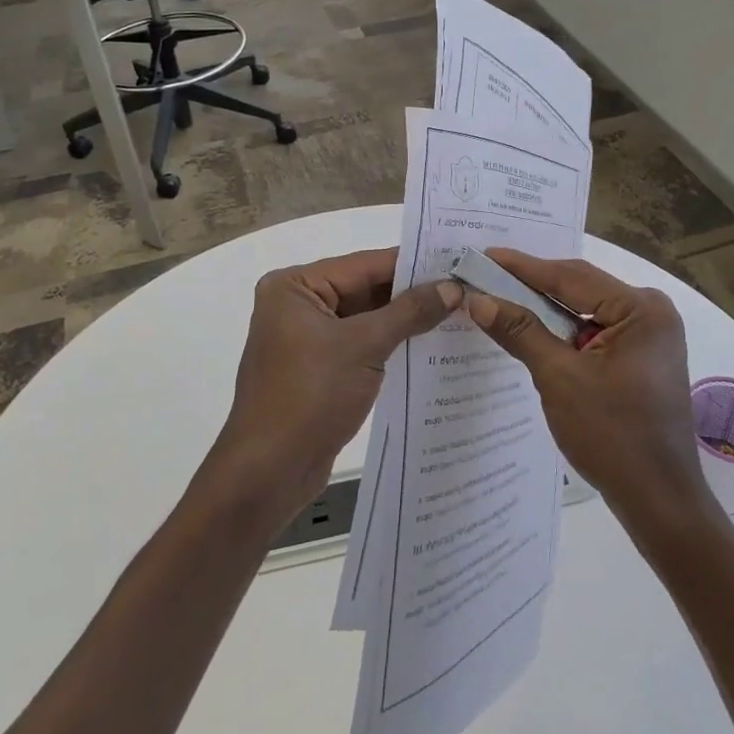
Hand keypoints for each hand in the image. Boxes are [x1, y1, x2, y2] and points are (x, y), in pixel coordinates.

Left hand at [215, 247, 460, 527]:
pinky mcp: (317, 369)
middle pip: (364, 289)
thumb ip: (410, 312)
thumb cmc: (310, 396)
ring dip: (405, 320)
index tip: (457, 261)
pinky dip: (390, 344)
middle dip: (411, 293)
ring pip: (365, 318)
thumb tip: (453, 287)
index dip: (412, 264)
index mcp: (295, 286)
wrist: (269, 473)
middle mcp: (296, 304)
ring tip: (458, 313)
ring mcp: (306, 338)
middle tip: (464, 288)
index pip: (363, 264)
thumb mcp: (364, 346)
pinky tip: (430, 345)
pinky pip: (360, 344)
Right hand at [464, 250, 715, 534]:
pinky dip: (562, 332)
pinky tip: (530, 330)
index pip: (571, 277)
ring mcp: (648, 335)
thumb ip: (520, 331)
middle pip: (579, 288)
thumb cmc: (612, 436)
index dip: (523, 267)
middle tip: (486, 276)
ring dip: (544, 310)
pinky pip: (593, 331)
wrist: (658, 501)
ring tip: (499, 298)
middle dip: (532, 286)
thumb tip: (478, 299)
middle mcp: (651, 312)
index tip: (484, 255)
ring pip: (584, 311)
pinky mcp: (640, 357)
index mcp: (642, 309)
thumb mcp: (559, 378)